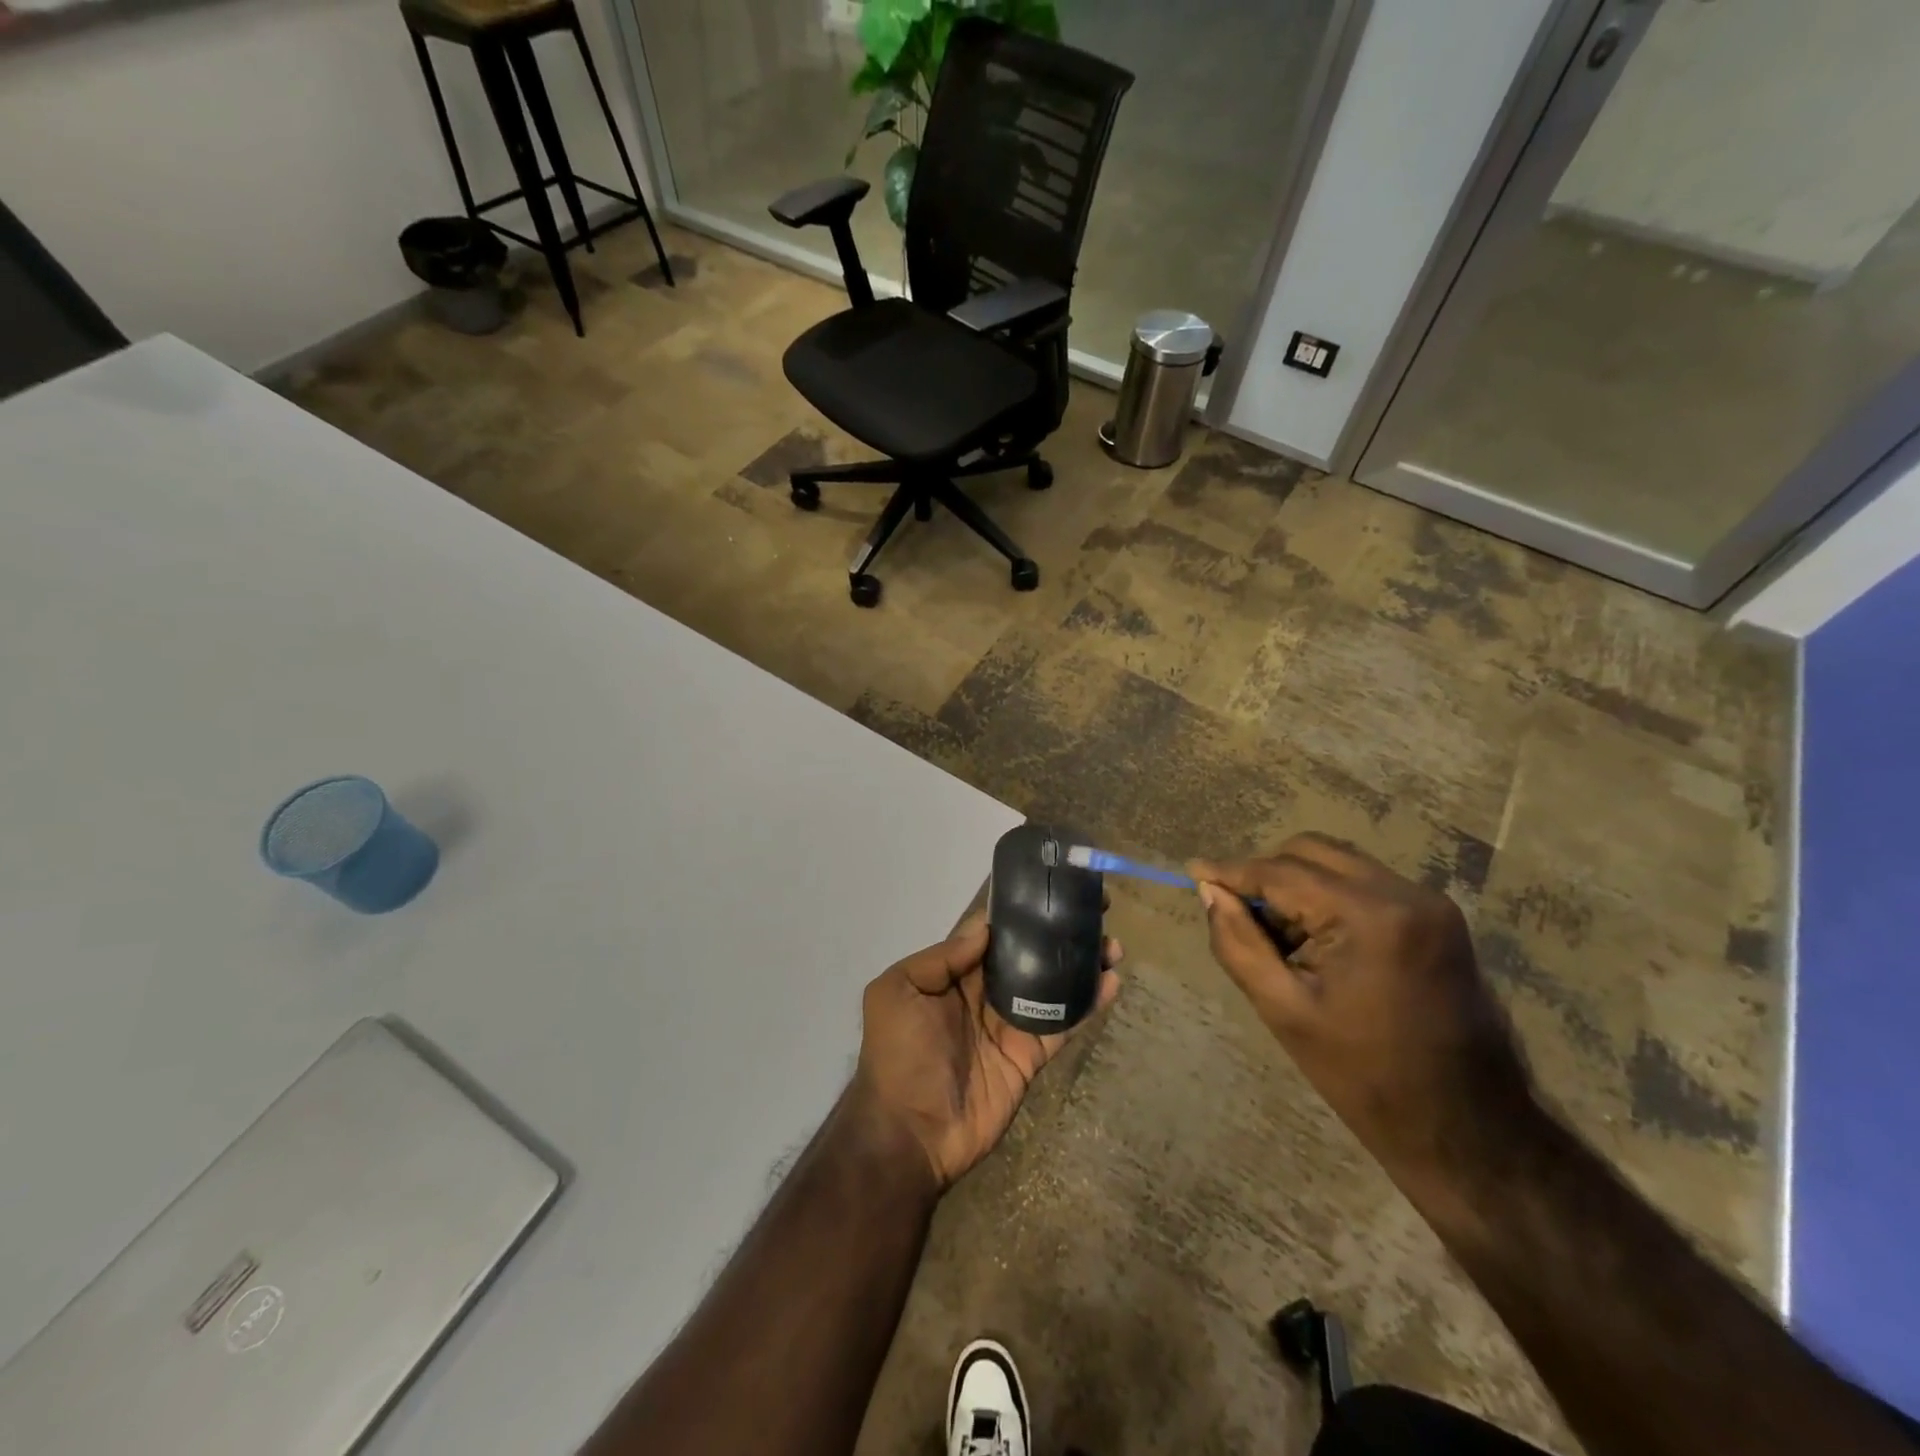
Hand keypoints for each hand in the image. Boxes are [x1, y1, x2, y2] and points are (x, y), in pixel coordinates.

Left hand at [851, 912, 1120, 1190]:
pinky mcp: (1030, 1055)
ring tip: (1113, 944)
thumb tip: (986, 927)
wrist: (910, 1133)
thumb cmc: (898, 1054)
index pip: (993, 933)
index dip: (1021, 911)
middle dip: (1060, 932)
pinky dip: (1088, 1004)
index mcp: (954, 973)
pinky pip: (1063, 1024)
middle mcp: (985, 992)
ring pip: (1053, 984)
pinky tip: (1111, 982)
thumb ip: (942, 957)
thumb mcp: (898, 991)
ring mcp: (1010, 1024)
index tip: (1053, 888)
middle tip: (1097, 911)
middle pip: (1030, 953)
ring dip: (1082, 963)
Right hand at [1190, 834, 1536, 1192]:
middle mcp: (1406, 893)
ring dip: (1297, 884)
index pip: (1283, 872)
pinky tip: (1313, 939)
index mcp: (1371, 917)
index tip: (1193, 870)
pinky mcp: (1438, 917)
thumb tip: (1210, 892)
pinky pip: (1365, 884)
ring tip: (1274, 933)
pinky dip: (1328, 897)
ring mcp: (1429, 902)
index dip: (1232, 871)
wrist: (1468, 1128)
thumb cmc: (1366, 1077)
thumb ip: (1238, 942)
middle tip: (1234, 908)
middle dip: (1266, 873)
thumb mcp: (1284, 1010)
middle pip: (1313, 852)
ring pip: (1339, 864)